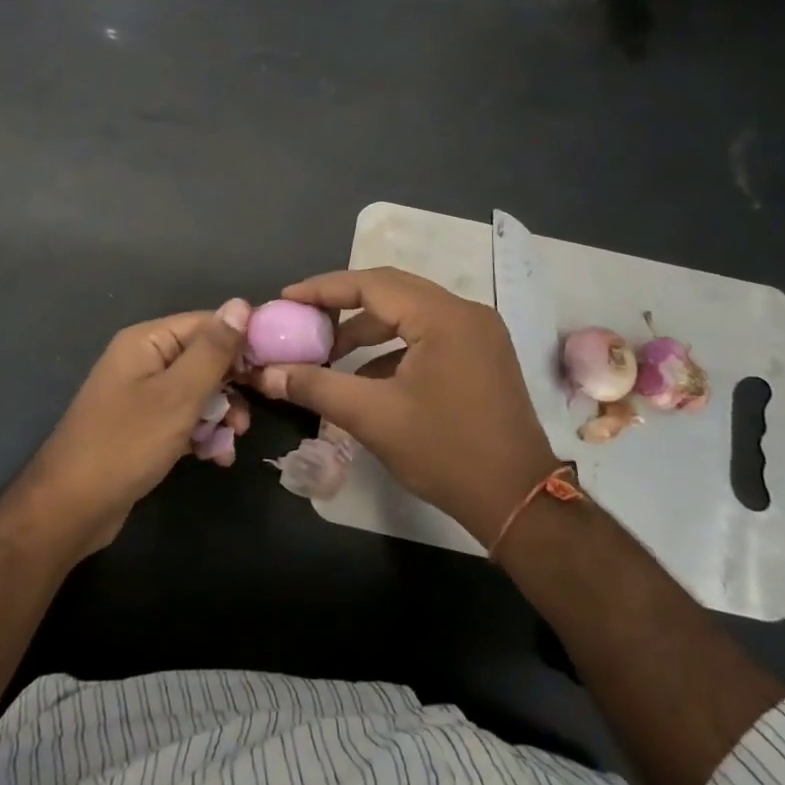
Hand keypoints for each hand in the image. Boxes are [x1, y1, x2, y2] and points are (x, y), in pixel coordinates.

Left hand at [18, 299, 251, 554]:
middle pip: (204, 359)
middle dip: (231, 387)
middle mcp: (144, 360)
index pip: (207, 323)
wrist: (70, 509)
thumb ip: (213, 350)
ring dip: (219, 416)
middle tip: (248, 417)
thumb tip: (242, 303)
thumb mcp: (179, 394)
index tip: (274, 367)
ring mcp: (142, 395)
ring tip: (230, 443)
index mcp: (148, 341)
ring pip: (198, 393)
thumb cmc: (127, 443)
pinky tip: (215, 458)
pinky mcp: (144, 427)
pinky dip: (202, 434)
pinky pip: (184, 419)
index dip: (242, 342)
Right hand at [254, 268, 557, 546]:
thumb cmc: (445, 451)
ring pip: (410, 313)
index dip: (324, 289)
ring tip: (329, 353)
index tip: (287, 298)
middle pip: (391, 291)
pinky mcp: (482, 354)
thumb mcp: (372, 417)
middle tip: (303, 319)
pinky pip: (427, 334)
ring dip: (368, 329)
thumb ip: (316, 386)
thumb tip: (265, 374)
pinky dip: (393, 347)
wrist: (518, 500)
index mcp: (443, 316)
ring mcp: (478, 332)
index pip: (371, 284)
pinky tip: (367, 377)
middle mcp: (464, 312)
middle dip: (343, 305)